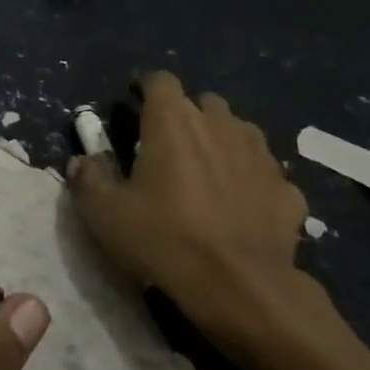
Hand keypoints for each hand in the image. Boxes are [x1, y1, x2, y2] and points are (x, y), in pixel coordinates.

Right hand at [67, 71, 317, 360]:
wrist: (241, 289)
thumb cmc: (164, 239)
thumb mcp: (104, 213)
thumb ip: (87, 179)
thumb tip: (81, 162)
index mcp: (172, 121)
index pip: (160, 80)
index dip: (145, 88)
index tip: (134, 106)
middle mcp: (220, 126)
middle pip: (204, 102)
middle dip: (186, 115)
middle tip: (167, 146)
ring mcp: (260, 156)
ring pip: (240, 131)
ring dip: (222, 141)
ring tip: (206, 171)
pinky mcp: (288, 190)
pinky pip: (265, 173)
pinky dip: (252, 180)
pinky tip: (242, 205)